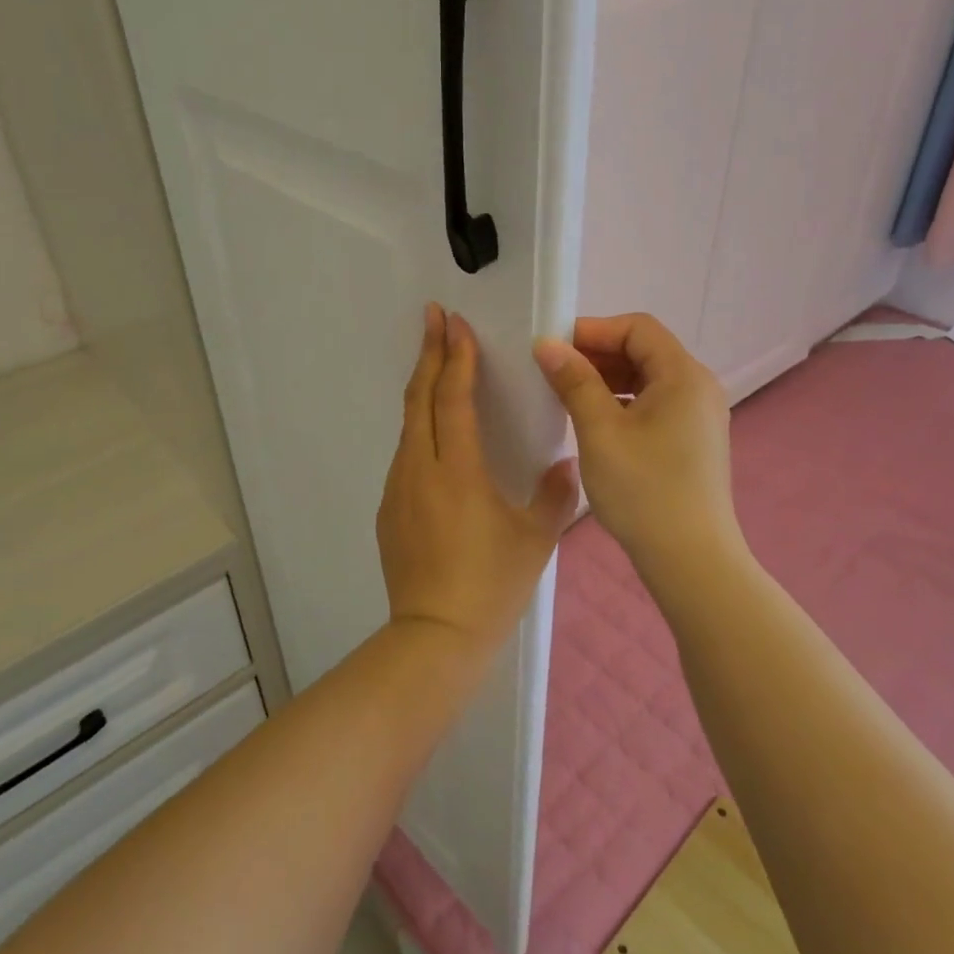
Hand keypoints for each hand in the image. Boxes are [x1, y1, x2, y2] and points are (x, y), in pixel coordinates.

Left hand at [377, 304, 579, 656]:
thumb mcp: (536, 538)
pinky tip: (432, 433)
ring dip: (422, 388)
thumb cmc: (491, 584)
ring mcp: (398, 489)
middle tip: (434, 317)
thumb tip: (565, 464)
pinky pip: (404, 455)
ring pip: (408, 425)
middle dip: (429, 353)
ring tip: (436, 363)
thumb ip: (555, 494)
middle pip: (420, 398)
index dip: (456, 357)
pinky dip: (418, 427)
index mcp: (457, 470)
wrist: (435, 636)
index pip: (453, 398)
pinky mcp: (388, 510)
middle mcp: (419, 469)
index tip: (455, 323)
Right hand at [533, 312, 740, 572]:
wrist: (691, 560)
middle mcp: (698, 387)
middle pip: (645, 350)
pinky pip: (655, 404)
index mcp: (683, 375)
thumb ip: (574, 381)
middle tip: (553, 371)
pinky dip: (623, 402)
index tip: (553, 347)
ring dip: (607, 379)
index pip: (637, 327)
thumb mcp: (600, 431)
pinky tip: (594, 422)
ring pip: (648, 379)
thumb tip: (547, 344)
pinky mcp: (693, 441)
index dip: (593, 329)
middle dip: (597, 354)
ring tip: (567, 395)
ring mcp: (699, 416)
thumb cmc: (643, 490)